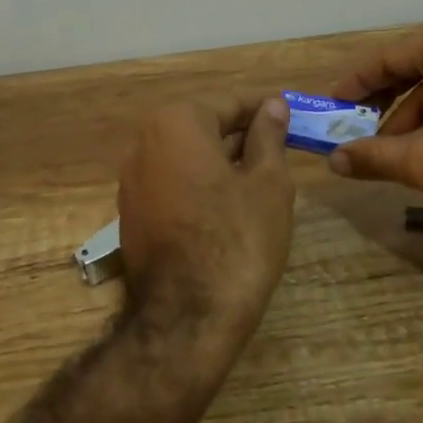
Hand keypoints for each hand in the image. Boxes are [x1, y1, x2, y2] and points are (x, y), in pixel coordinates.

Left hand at [117, 94, 295, 348]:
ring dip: (221, 161)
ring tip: (260, 178)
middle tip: (280, 149)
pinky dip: (199, 186)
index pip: (229, 104)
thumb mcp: (268, 184)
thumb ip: (268, 137)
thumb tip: (272, 105)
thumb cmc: (237, 240)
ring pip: (186, 157)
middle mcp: (145, 143)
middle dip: (241, 136)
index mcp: (177, 123)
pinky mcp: (132, 214)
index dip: (263, 111)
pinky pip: (172, 184)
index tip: (291, 117)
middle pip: (203, 127)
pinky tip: (229, 207)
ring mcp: (132, 181)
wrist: (186, 318)